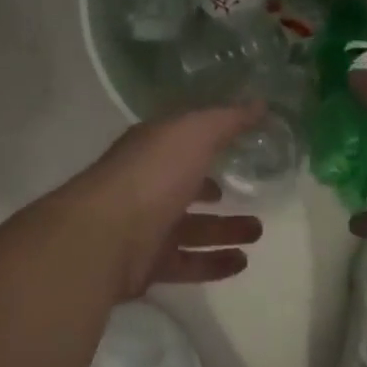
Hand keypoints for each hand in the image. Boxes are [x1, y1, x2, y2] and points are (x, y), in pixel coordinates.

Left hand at [67, 103, 268, 299]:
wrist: (105, 236)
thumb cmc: (153, 174)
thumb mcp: (196, 133)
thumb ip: (228, 119)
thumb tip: (261, 103)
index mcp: (154, 148)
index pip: (184, 140)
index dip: (209, 140)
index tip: (241, 143)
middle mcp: (148, 184)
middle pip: (187, 186)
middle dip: (217, 190)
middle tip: (254, 191)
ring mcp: (146, 225)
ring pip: (192, 227)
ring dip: (225, 229)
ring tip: (258, 232)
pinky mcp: (148, 264)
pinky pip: (187, 263)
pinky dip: (214, 263)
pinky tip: (242, 263)